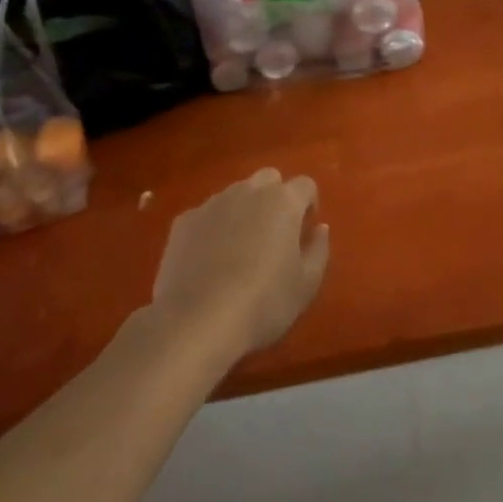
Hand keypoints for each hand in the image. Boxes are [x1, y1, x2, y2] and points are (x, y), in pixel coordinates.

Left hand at [152, 168, 329, 356]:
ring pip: (235, 194)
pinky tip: (208, 260)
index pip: (305, 185)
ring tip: (239, 248)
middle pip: (268, 179)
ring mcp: (212, 204)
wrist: (196, 322)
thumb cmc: (263, 303)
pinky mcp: (183, 222)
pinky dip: (213, 228)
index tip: (305, 229)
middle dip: (275, 197)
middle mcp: (248, 192)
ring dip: (243, 210)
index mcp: (283, 202)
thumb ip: (319, 249)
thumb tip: (320, 228)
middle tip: (274, 233)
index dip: (309, 203)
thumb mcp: (306, 285)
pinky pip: (206, 215)